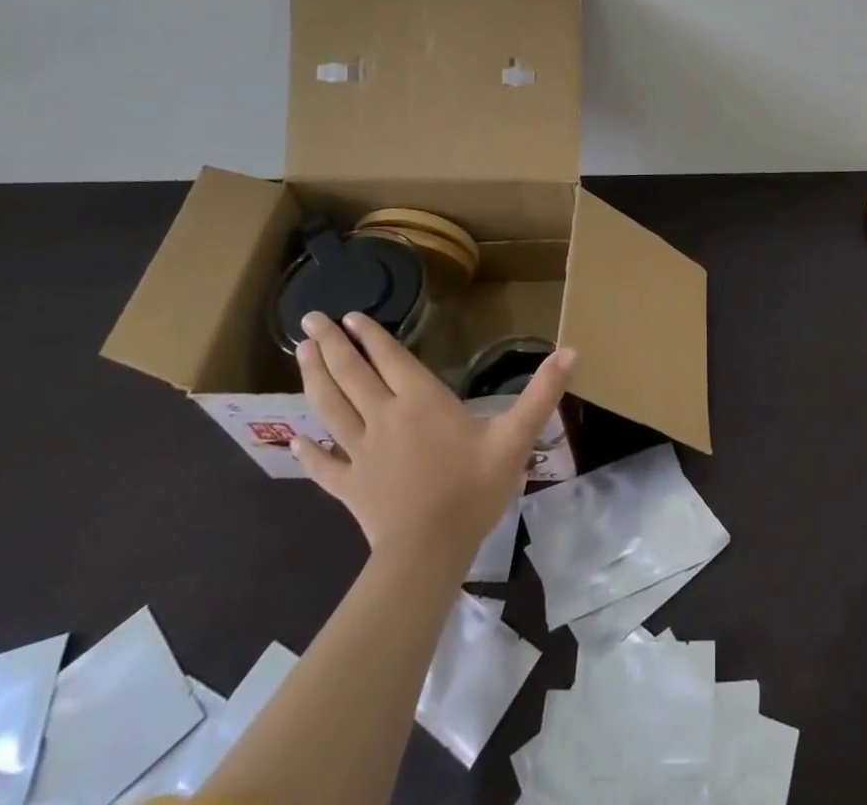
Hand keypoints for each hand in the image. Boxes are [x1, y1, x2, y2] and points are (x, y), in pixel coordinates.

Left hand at [292, 311, 574, 556]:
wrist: (430, 552)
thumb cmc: (473, 488)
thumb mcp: (516, 437)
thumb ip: (542, 393)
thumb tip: (572, 350)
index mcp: (420, 401)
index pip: (389, 359)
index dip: (369, 335)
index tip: (348, 315)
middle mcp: (384, 417)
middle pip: (351, 375)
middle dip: (329, 345)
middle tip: (308, 321)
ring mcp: (361, 452)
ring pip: (330, 409)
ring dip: (313, 379)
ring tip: (299, 354)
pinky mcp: (349, 486)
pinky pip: (324, 466)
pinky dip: (308, 452)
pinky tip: (294, 441)